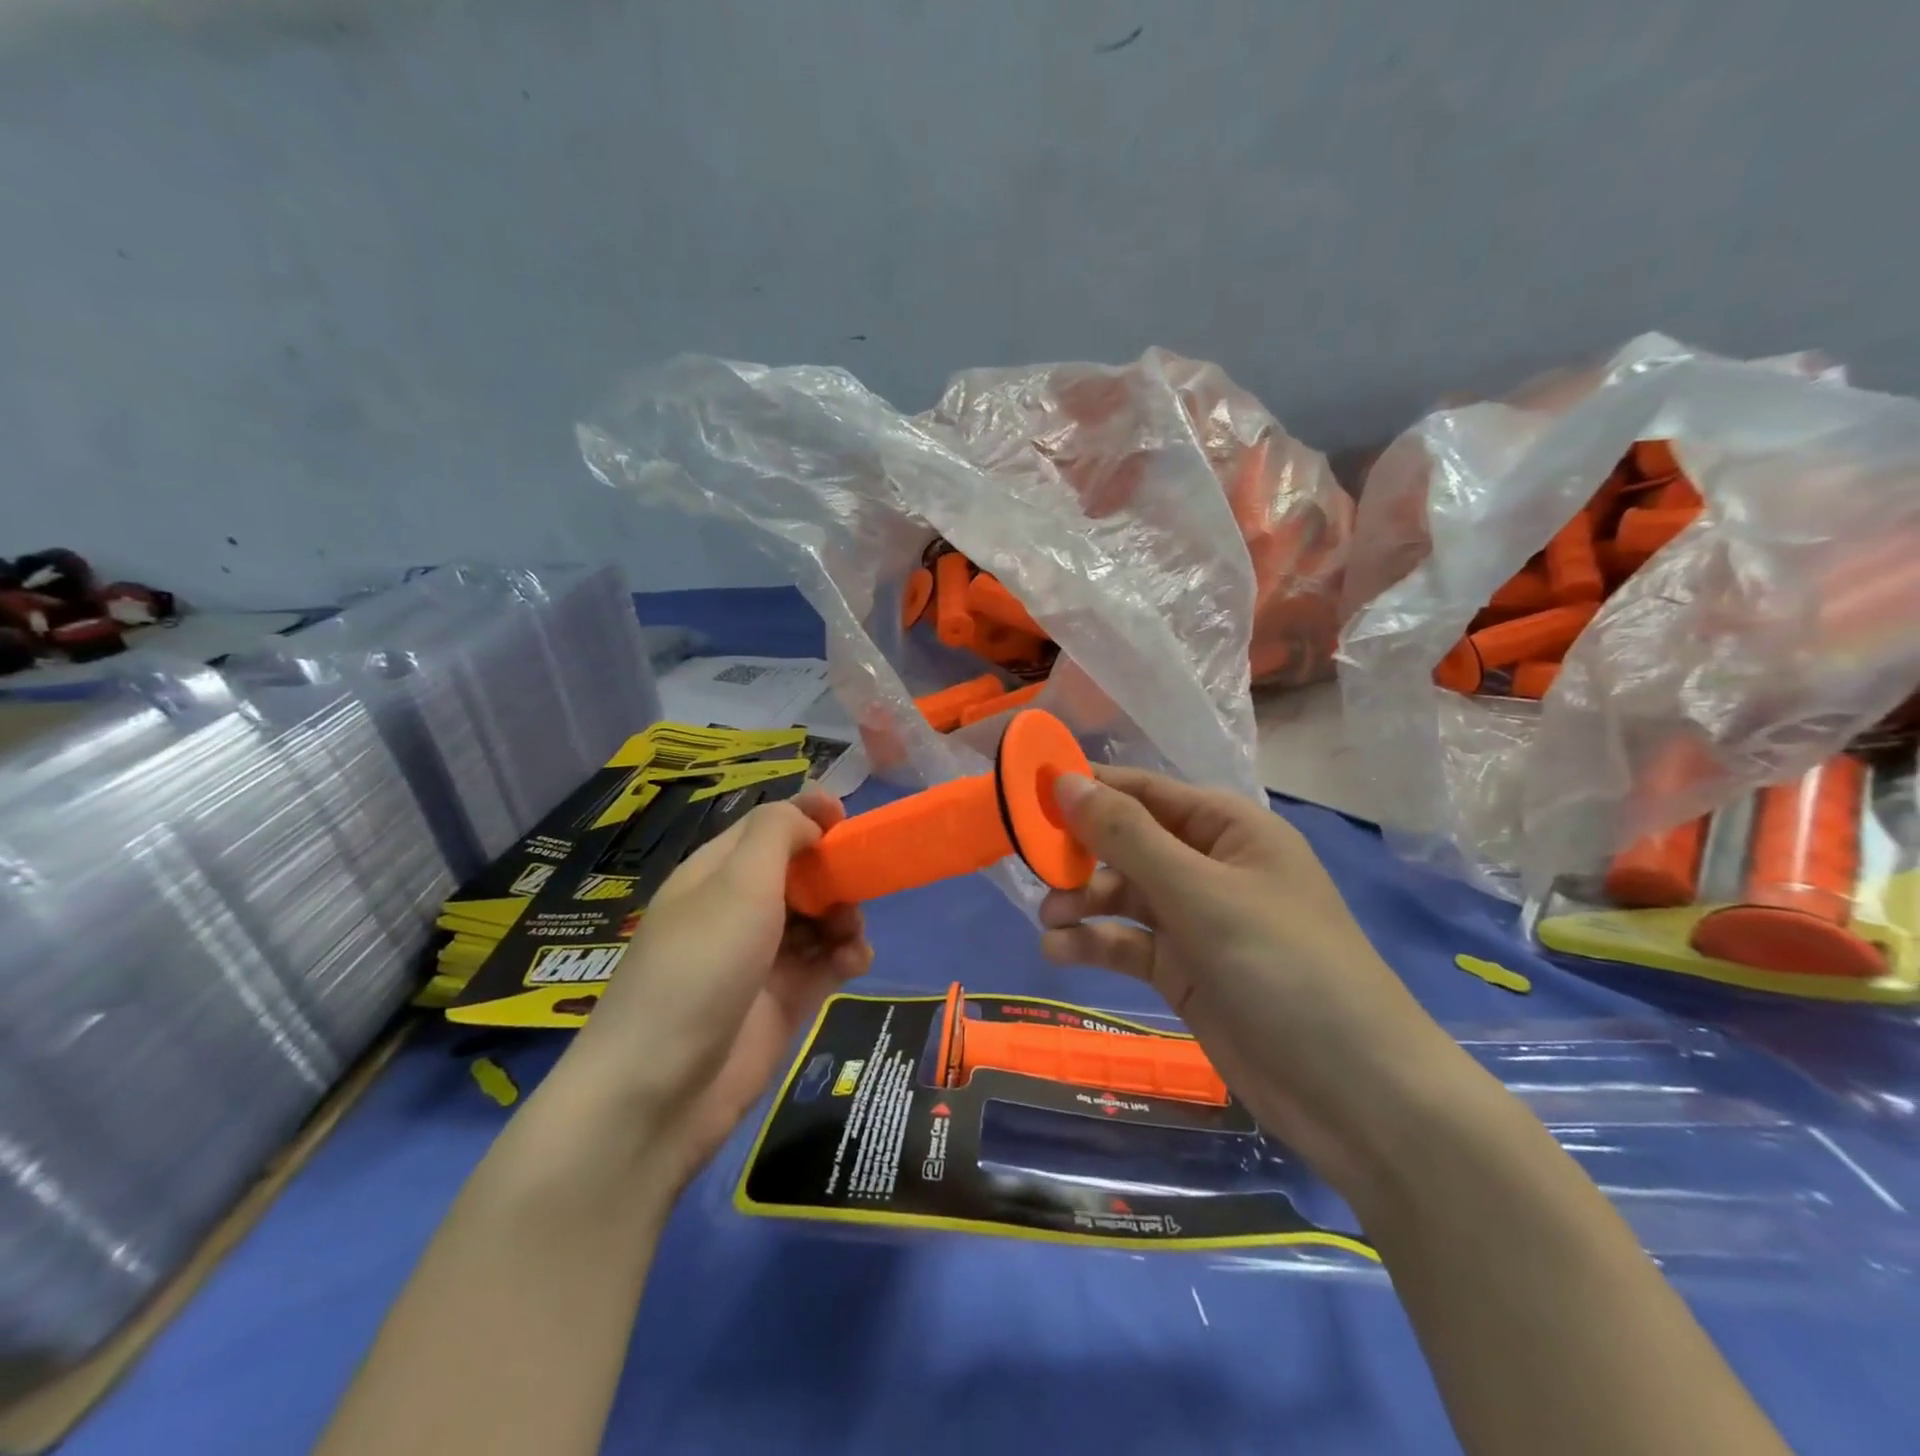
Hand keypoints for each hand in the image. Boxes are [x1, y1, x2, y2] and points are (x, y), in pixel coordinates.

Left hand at [554, 786, 871, 1190]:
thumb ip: (776, 834)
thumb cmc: (699, 968)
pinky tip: (854, 963)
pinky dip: (847, 956)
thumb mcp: (737, 884)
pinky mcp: (784, 1000)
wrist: (659, 1092)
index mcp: (716, 873)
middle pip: (800, 872)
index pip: (767, 828)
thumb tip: (810, 817)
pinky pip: (826, 963)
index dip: (807, 816)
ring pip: (820, 917)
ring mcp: (762, 957)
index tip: (846, 818)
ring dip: (845, 915)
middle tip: (857, 882)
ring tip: (849, 934)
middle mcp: (739, 910)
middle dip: (834, 871)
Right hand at [1038, 767, 1464, 1200]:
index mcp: (1228, 828)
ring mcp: (1197, 921)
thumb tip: (1064, 780)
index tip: (1027, 792)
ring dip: (1082, 901)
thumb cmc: (1283, 966)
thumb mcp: (1199, 892)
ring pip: (1122, 895)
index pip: (1144, 791)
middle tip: (1033, 867)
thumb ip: (1127, 836)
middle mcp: (1210, 866)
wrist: (1355, 1093)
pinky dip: (1094, 943)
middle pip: (1128, 842)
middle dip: (1081, 853)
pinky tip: (1060, 952)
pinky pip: (1128, 943)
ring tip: (1048, 919)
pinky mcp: (1184, 971)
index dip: (1087, 788)